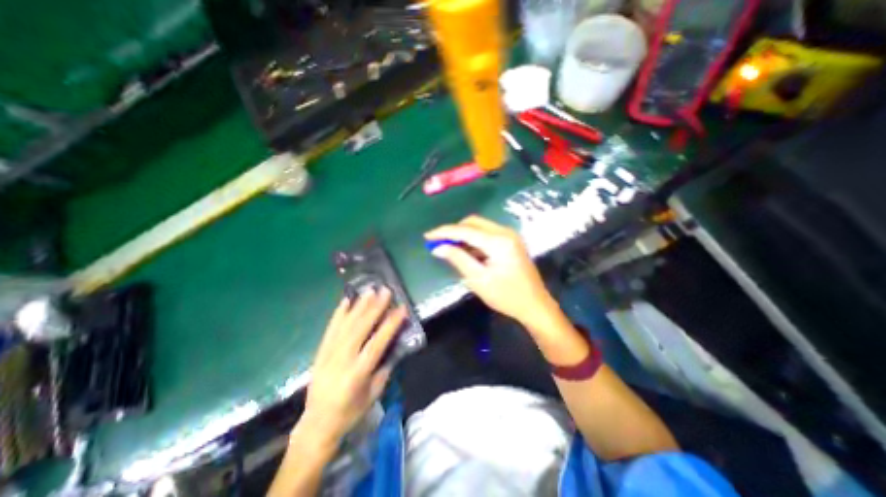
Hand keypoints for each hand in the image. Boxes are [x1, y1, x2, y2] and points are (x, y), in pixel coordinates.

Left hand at [298, 288, 406, 445]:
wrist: (317, 424)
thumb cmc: (350, 412)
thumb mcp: (374, 394)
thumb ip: (384, 368)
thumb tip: (393, 346)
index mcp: (358, 373)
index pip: (377, 343)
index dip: (390, 324)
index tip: (401, 309)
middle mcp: (342, 360)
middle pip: (360, 329)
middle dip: (374, 308)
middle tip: (385, 291)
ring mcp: (329, 354)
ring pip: (346, 325)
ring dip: (359, 306)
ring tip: (369, 291)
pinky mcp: (320, 352)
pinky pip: (330, 329)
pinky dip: (338, 314)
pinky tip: (346, 301)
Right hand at [425, 215, 556, 327]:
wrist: (535, 305)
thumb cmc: (506, 296)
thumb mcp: (478, 279)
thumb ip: (458, 259)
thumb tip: (438, 248)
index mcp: (498, 241)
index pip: (465, 230)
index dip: (444, 232)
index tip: (427, 236)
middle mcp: (505, 232)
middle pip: (473, 223)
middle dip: (454, 231)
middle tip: (439, 243)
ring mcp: (510, 235)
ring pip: (480, 227)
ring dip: (464, 235)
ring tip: (450, 248)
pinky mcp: (511, 241)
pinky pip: (487, 234)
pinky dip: (474, 240)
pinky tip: (467, 251)